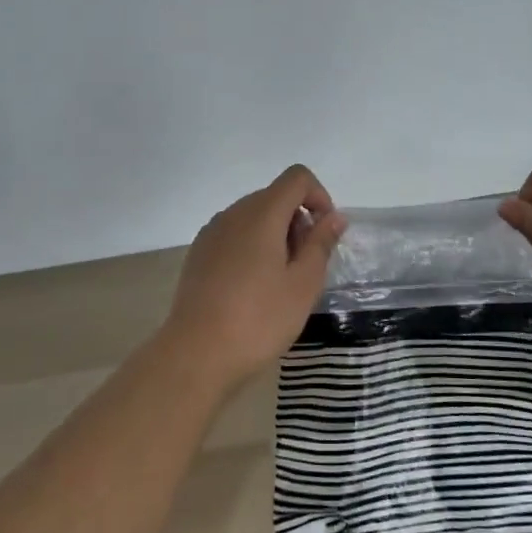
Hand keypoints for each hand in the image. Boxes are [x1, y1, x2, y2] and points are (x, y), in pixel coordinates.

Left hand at [162, 164, 346, 387]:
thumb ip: (321, 243)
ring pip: (254, 216)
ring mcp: (212, 232)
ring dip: (276, 235)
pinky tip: (253, 287)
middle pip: (275, 196)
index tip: (323, 234)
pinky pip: (235, 234)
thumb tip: (334, 217)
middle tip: (305, 266)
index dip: (318, 196)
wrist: (196, 354)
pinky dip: (253, 246)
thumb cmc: (259, 319)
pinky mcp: (199, 253)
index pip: (296, 178)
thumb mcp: (303, 284)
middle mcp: (234, 213)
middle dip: (298, 221)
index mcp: (261, 214)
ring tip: (280, 281)